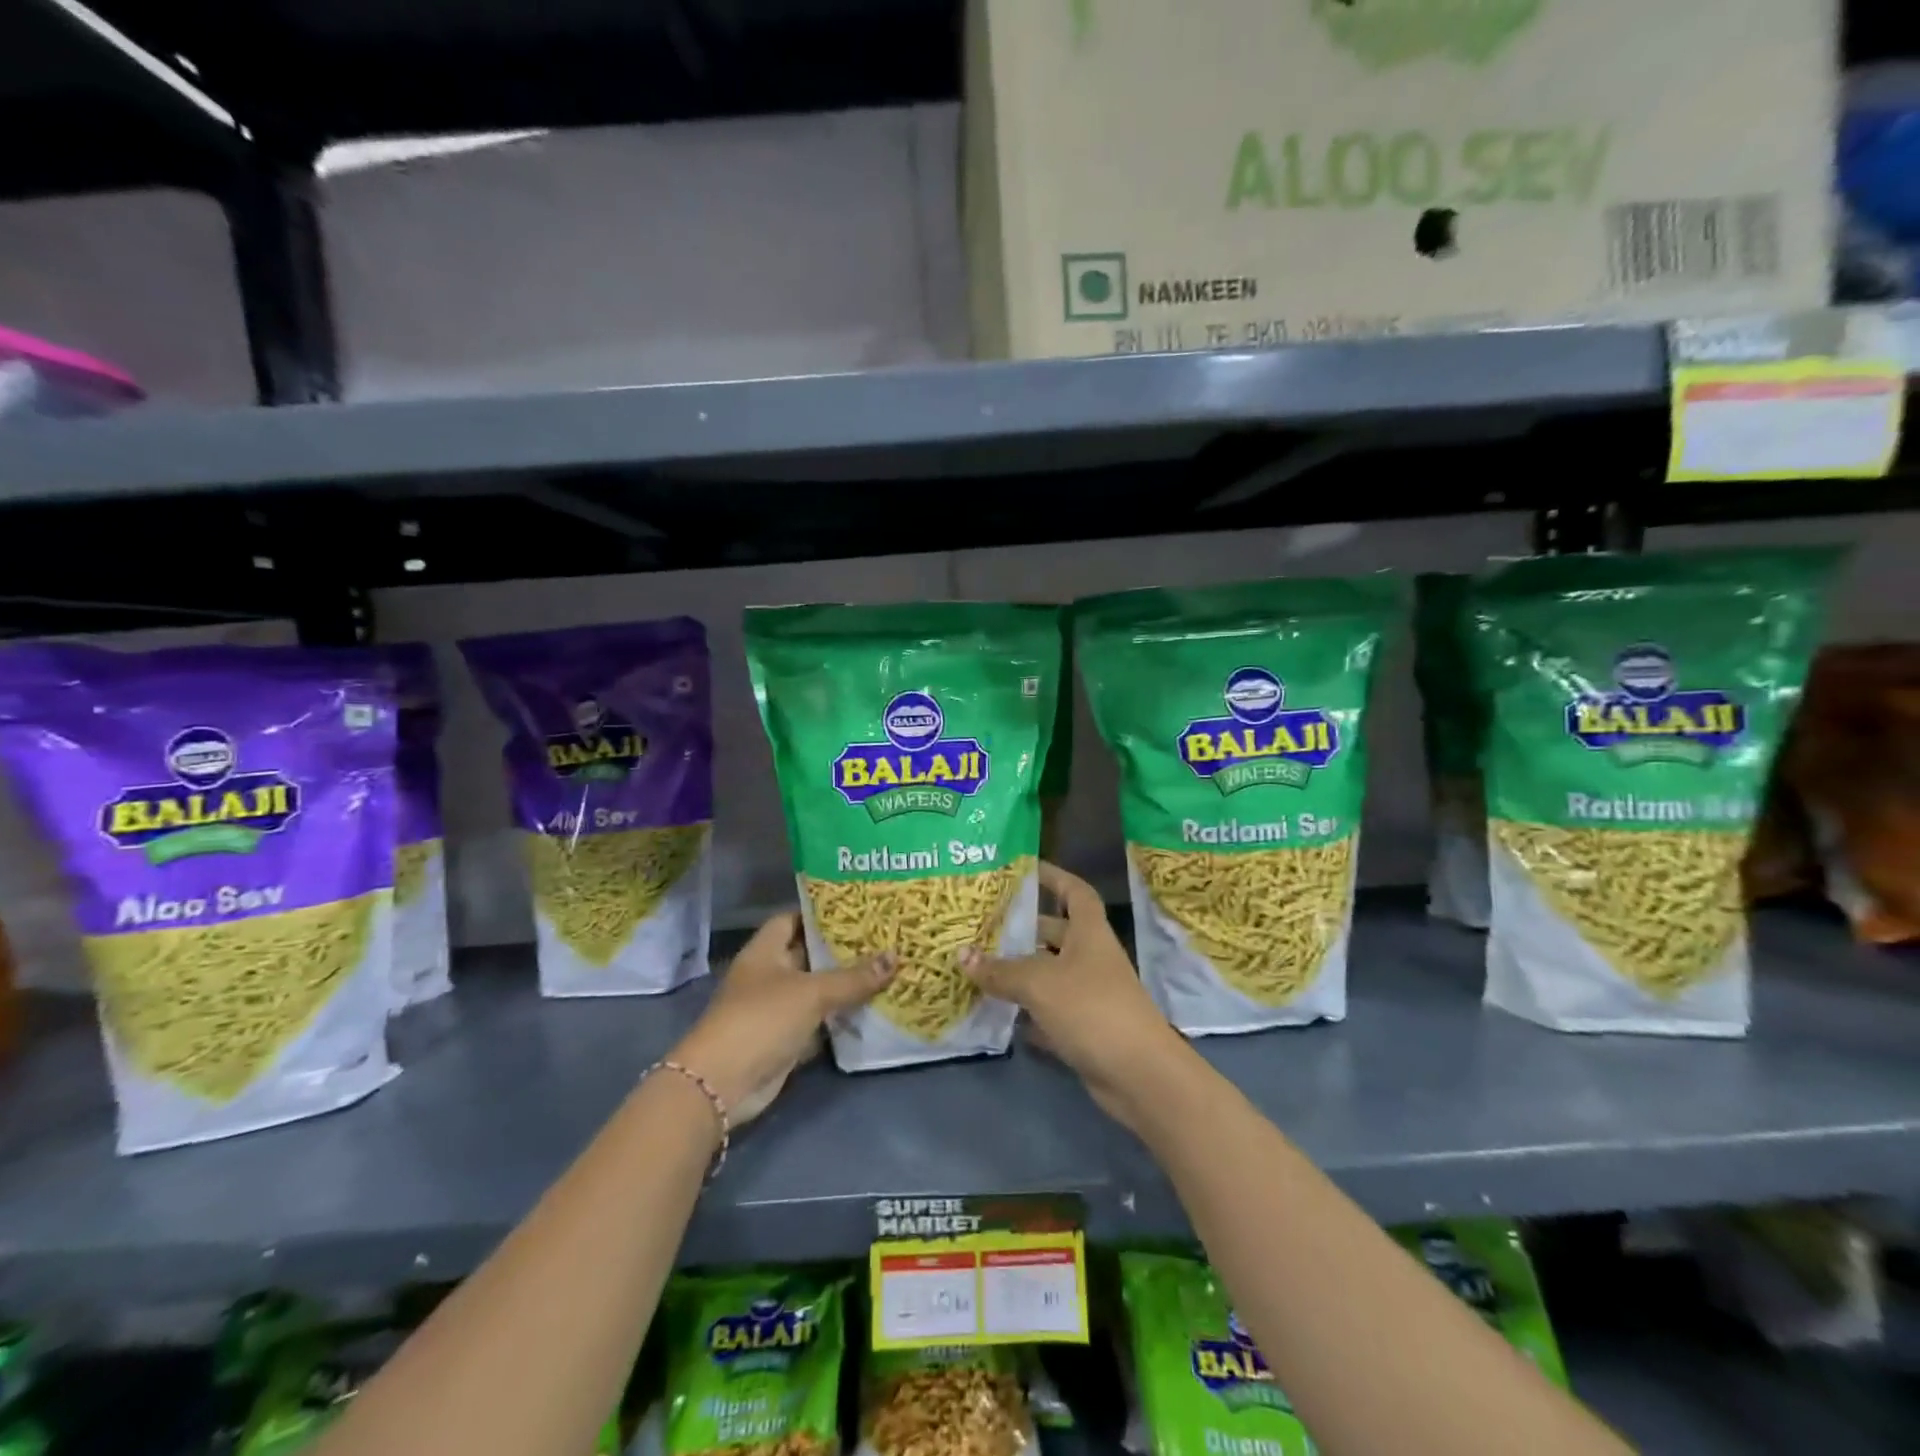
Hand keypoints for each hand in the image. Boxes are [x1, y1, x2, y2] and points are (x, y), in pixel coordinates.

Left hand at [668, 913, 893, 1125]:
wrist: (724, 1084)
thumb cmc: (762, 1019)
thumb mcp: (812, 992)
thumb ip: (853, 977)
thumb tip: (895, 956)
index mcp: (765, 951)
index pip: (792, 919)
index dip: (820, 913)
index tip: (856, 909)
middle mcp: (769, 975)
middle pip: (808, 954)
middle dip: (841, 949)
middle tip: (881, 937)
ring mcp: (775, 1009)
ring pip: (816, 989)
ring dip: (844, 985)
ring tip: (885, 968)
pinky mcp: (785, 1038)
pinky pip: (818, 1020)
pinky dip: (840, 1017)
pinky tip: (872, 1008)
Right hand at [960, 861, 1187, 1126]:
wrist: (1139, 1074)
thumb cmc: (1092, 1009)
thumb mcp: (1039, 983)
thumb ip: (1000, 970)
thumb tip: (961, 955)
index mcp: (1089, 934)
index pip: (1075, 892)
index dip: (1054, 877)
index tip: (1025, 869)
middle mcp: (1090, 958)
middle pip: (1055, 934)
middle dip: (1023, 929)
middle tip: (983, 924)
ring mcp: (1089, 995)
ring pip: (1048, 975)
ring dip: (1018, 972)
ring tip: (978, 965)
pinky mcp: (1084, 1029)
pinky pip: (1048, 1012)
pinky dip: (1026, 1013)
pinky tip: (996, 1013)